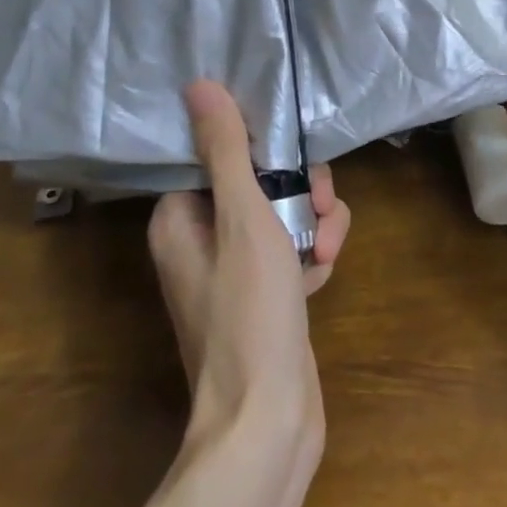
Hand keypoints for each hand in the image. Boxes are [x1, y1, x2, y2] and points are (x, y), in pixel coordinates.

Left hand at [148, 81, 351, 462]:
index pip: (219, 155)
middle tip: (320, 209)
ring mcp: (236, 270)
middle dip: (301, 190)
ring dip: (316, 223)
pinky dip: (314, 253)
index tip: (290, 158)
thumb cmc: (249, 313)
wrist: (268, 421)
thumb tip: (198, 85)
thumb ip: (228, 151)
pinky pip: (295, 248)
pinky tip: (323, 274)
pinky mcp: (267, 294)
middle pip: (261, 181)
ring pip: (287, 213)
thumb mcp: (244, 219)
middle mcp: (202, 240)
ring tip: (326, 251)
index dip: (260, 149)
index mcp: (180, 219)